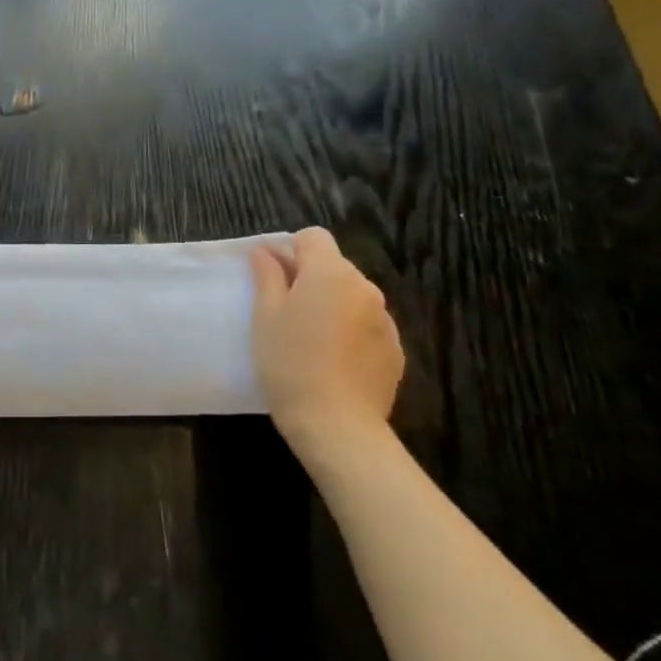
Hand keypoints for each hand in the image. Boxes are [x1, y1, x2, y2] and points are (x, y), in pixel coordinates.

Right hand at [250, 227, 403, 456]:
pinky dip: (349, 331)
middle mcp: (365, 288)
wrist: (337, 424)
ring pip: (352, 297)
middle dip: (310, 278)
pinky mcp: (395, 350)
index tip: (272, 277)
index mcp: (330, 273)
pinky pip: (366, 325)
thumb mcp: (265, 316)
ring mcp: (385, 320)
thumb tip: (267, 252)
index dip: (290, 250)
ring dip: (331, 304)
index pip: (313, 237)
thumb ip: (268, 277)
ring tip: (310, 338)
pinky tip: (332, 360)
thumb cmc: (289, 362)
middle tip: (285, 310)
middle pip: (334, 266)